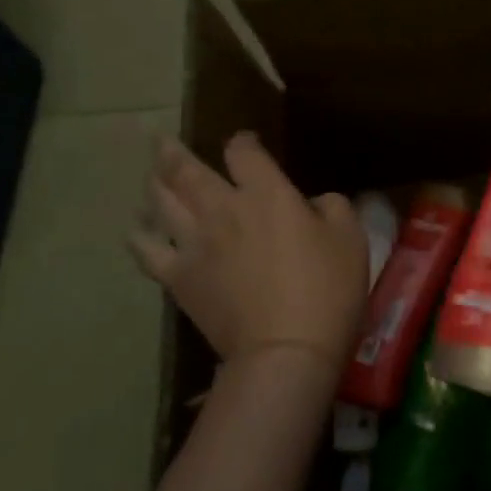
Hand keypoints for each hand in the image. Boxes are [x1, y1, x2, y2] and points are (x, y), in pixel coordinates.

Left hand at [130, 132, 368, 371]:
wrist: (286, 349)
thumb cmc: (328, 290)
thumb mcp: (351, 239)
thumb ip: (333, 207)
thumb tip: (314, 202)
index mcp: (267, 194)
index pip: (243, 152)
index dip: (242, 141)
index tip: (244, 143)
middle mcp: (222, 208)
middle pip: (186, 170)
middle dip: (174, 152)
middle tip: (162, 141)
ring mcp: (193, 243)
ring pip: (161, 201)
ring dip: (154, 183)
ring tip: (151, 176)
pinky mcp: (178, 277)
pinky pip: (146, 249)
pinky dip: (139, 234)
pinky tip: (138, 228)